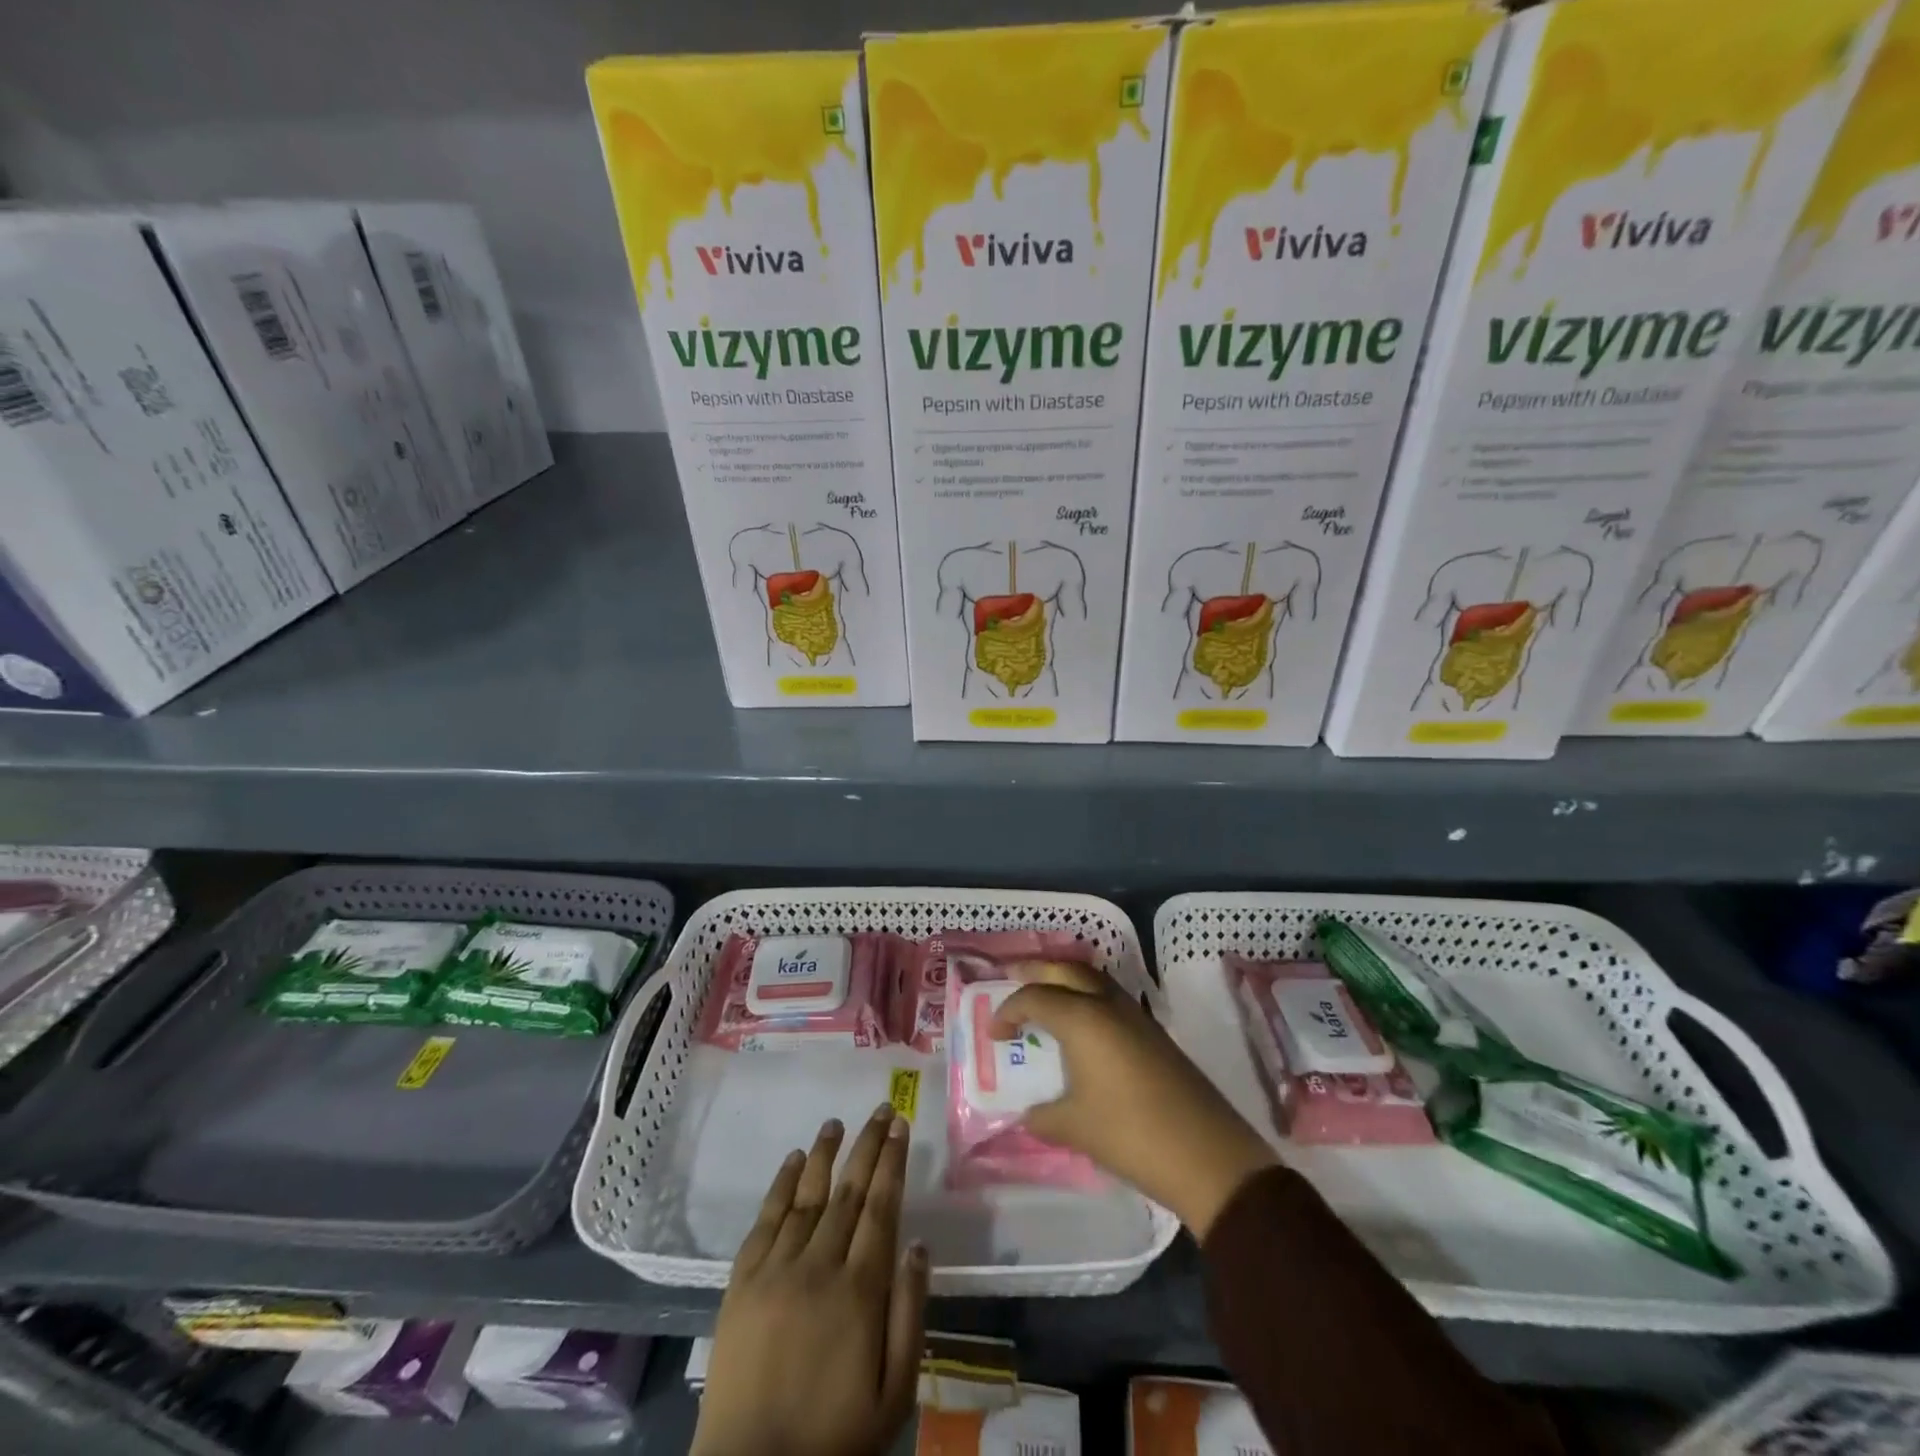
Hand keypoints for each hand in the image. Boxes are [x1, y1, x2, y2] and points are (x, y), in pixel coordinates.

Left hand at [691, 1104, 928, 1455]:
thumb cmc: (835, 1438)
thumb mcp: (895, 1393)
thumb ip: (909, 1314)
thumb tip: (919, 1245)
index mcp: (860, 1290)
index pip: (881, 1207)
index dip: (892, 1162)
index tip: (900, 1125)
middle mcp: (819, 1265)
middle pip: (848, 1191)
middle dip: (867, 1146)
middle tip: (880, 1110)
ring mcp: (776, 1270)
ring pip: (807, 1196)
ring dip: (824, 1154)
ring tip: (836, 1122)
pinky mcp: (742, 1282)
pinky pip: (765, 1220)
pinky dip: (781, 1185)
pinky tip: (793, 1162)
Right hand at [993, 961, 1277, 1238]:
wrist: (1207, 1155)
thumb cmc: (1130, 1135)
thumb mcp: (1074, 1128)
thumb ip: (1042, 1116)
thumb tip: (1029, 1112)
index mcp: (1082, 1019)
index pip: (1034, 997)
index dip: (1007, 1010)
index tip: (993, 1033)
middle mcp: (1107, 1005)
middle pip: (1066, 970)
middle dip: (1036, 971)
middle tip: (1013, 980)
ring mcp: (1136, 1016)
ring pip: (1093, 979)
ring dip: (1066, 981)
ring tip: (1046, 998)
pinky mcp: (1154, 1033)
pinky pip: (1111, 999)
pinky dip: (1088, 999)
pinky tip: (1083, 1028)